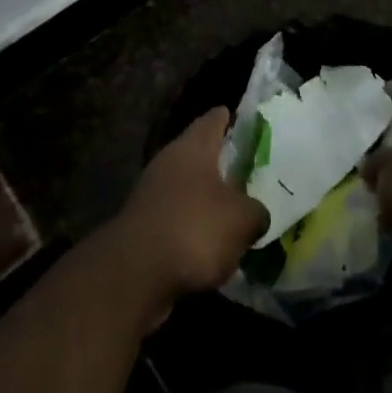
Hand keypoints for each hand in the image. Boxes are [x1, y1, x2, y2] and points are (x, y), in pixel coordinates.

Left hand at [106, 109, 268, 321]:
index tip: (244, 119)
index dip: (230, 118)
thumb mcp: (242, 220)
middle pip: (199, 154)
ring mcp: (151, 194)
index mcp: (192, 147)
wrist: (135, 274)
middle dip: (222, 162)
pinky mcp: (143, 226)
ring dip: (207, 198)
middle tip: (249, 170)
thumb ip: (256, 211)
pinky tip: (212, 245)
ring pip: (188, 188)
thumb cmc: (194, 229)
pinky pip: (177, 218)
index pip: (213, 119)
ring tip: (235, 212)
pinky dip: (193, 227)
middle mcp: (169, 162)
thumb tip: (256, 213)